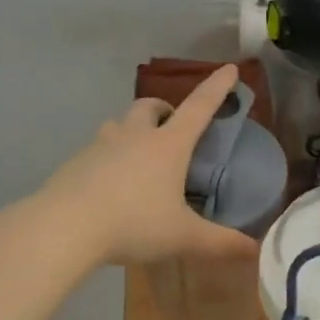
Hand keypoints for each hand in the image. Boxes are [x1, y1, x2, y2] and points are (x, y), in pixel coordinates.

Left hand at [41, 65, 262, 267]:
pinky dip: (109, 156)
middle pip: (150, 106)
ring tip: (139, 155)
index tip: (230, 69)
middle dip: (164, 109)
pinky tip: (110, 185)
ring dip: (133, 129)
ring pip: (119, 124)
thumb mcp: (183, 237)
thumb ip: (220, 243)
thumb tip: (255, 251)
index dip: (217, 88)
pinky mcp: (75, 162)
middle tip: (172, 127)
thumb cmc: (133, 224)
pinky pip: (97, 149)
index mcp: (168, 145)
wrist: (63, 228)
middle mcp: (135, 136)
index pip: (199, 107)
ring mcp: (101, 145)